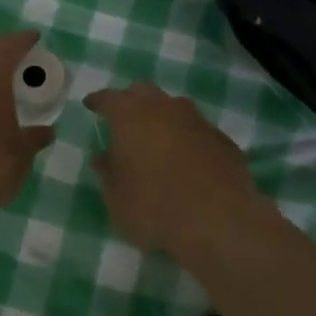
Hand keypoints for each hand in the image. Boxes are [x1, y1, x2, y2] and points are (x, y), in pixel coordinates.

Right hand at [84, 82, 264, 252]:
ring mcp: (198, 121)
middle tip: (123, 118)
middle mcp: (165, 108)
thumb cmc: (154, 207)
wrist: (218, 222)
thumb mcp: (116, 197)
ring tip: (157, 139)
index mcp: (131, 115)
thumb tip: (103, 158)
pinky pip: (197, 132)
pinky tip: (187, 160)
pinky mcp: (223, 140)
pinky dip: (188, 139)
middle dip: (132, 101)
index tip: (91, 105)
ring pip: (175, 108)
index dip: (98, 101)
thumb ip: (108, 173)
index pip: (109, 98)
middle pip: (144, 93)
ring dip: (163, 119)